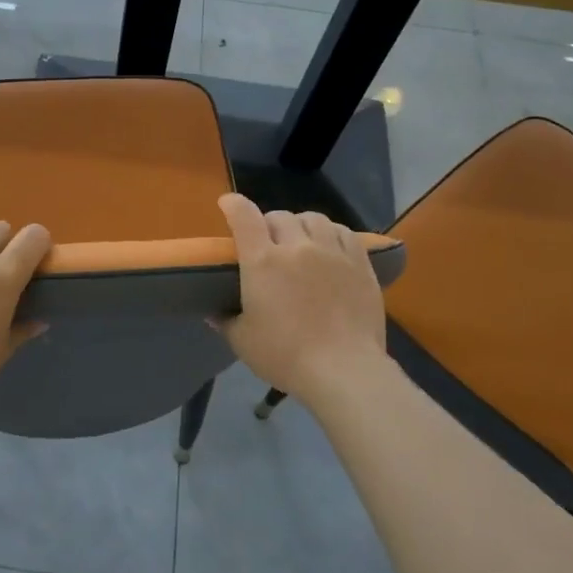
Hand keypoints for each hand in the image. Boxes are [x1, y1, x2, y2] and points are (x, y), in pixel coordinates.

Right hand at [216, 194, 387, 404]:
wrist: (343, 369)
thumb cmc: (285, 356)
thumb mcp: (243, 341)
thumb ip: (225, 321)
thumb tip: (213, 312)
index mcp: (262, 262)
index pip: (244, 217)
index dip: (234, 205)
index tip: (227, 203)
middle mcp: (297, 247)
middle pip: (280, 217)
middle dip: (268, 224)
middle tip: (266, 242)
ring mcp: (332, 253)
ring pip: (313, 219)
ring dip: (300, 225)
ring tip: (300, 240)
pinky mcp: (360, 264)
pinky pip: (344, 233)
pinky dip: (330, 233)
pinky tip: (329, 246)